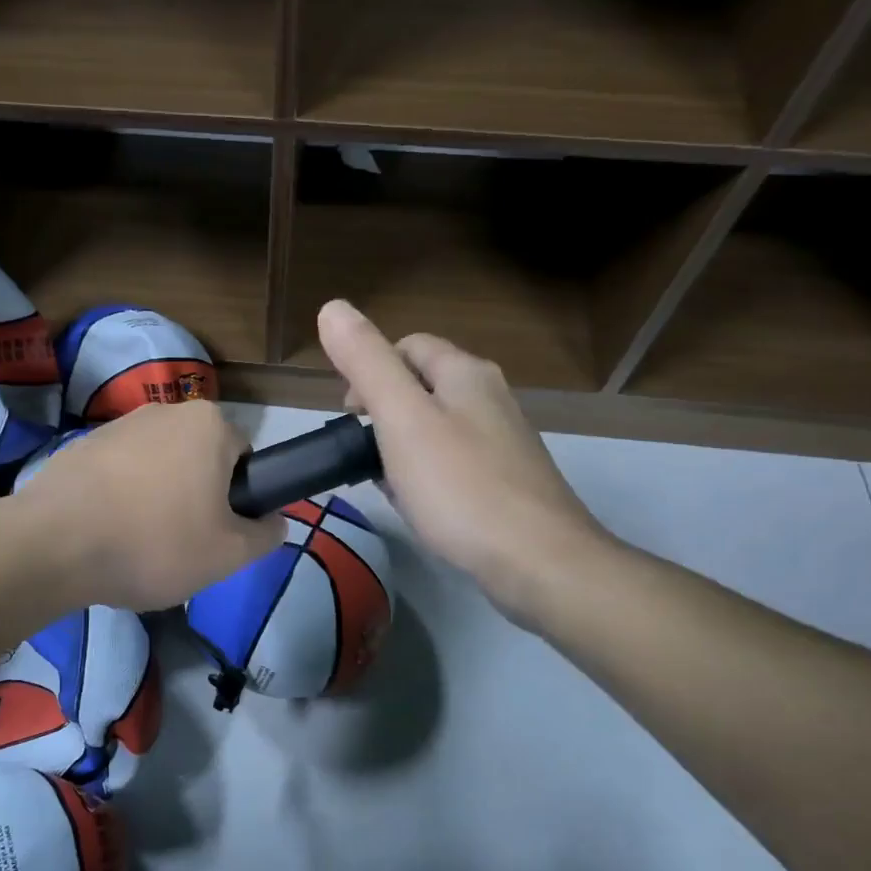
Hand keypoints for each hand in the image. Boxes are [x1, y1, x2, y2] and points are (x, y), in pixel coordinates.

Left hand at [18, 399, 283, 611]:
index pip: (244, 457)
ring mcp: (117, 424)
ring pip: (157, 464)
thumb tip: (274, 522)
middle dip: (197, 494)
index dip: (238, 498)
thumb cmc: (155, 543)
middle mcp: (165, 411)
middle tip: (183, 542)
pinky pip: (118, 471)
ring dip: (157, 495)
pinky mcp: (80, 445)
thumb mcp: (229, 554)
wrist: (54, 545)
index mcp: (208, 424)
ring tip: (139, 541)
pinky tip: (106, 531)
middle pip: (199, 457)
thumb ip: (265, 535)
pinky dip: (120, 496)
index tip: (218, 531)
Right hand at [317, 299, 609, 617]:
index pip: (406, 346)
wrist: (538, 562)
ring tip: (385, 483)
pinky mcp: (507, 481)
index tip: (348, 416)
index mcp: (465, 373)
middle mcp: (489, 398)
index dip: (369, 371)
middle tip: (363, 454)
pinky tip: (418, 506)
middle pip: (421, 387)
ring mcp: (503, 442)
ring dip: (401, 447)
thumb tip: (332, 307)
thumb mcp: (402, 418)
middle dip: (383, 413)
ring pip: (436, 428)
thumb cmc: (460, 486)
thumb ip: (366, 362)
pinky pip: (453, 463)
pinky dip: (426, 475)